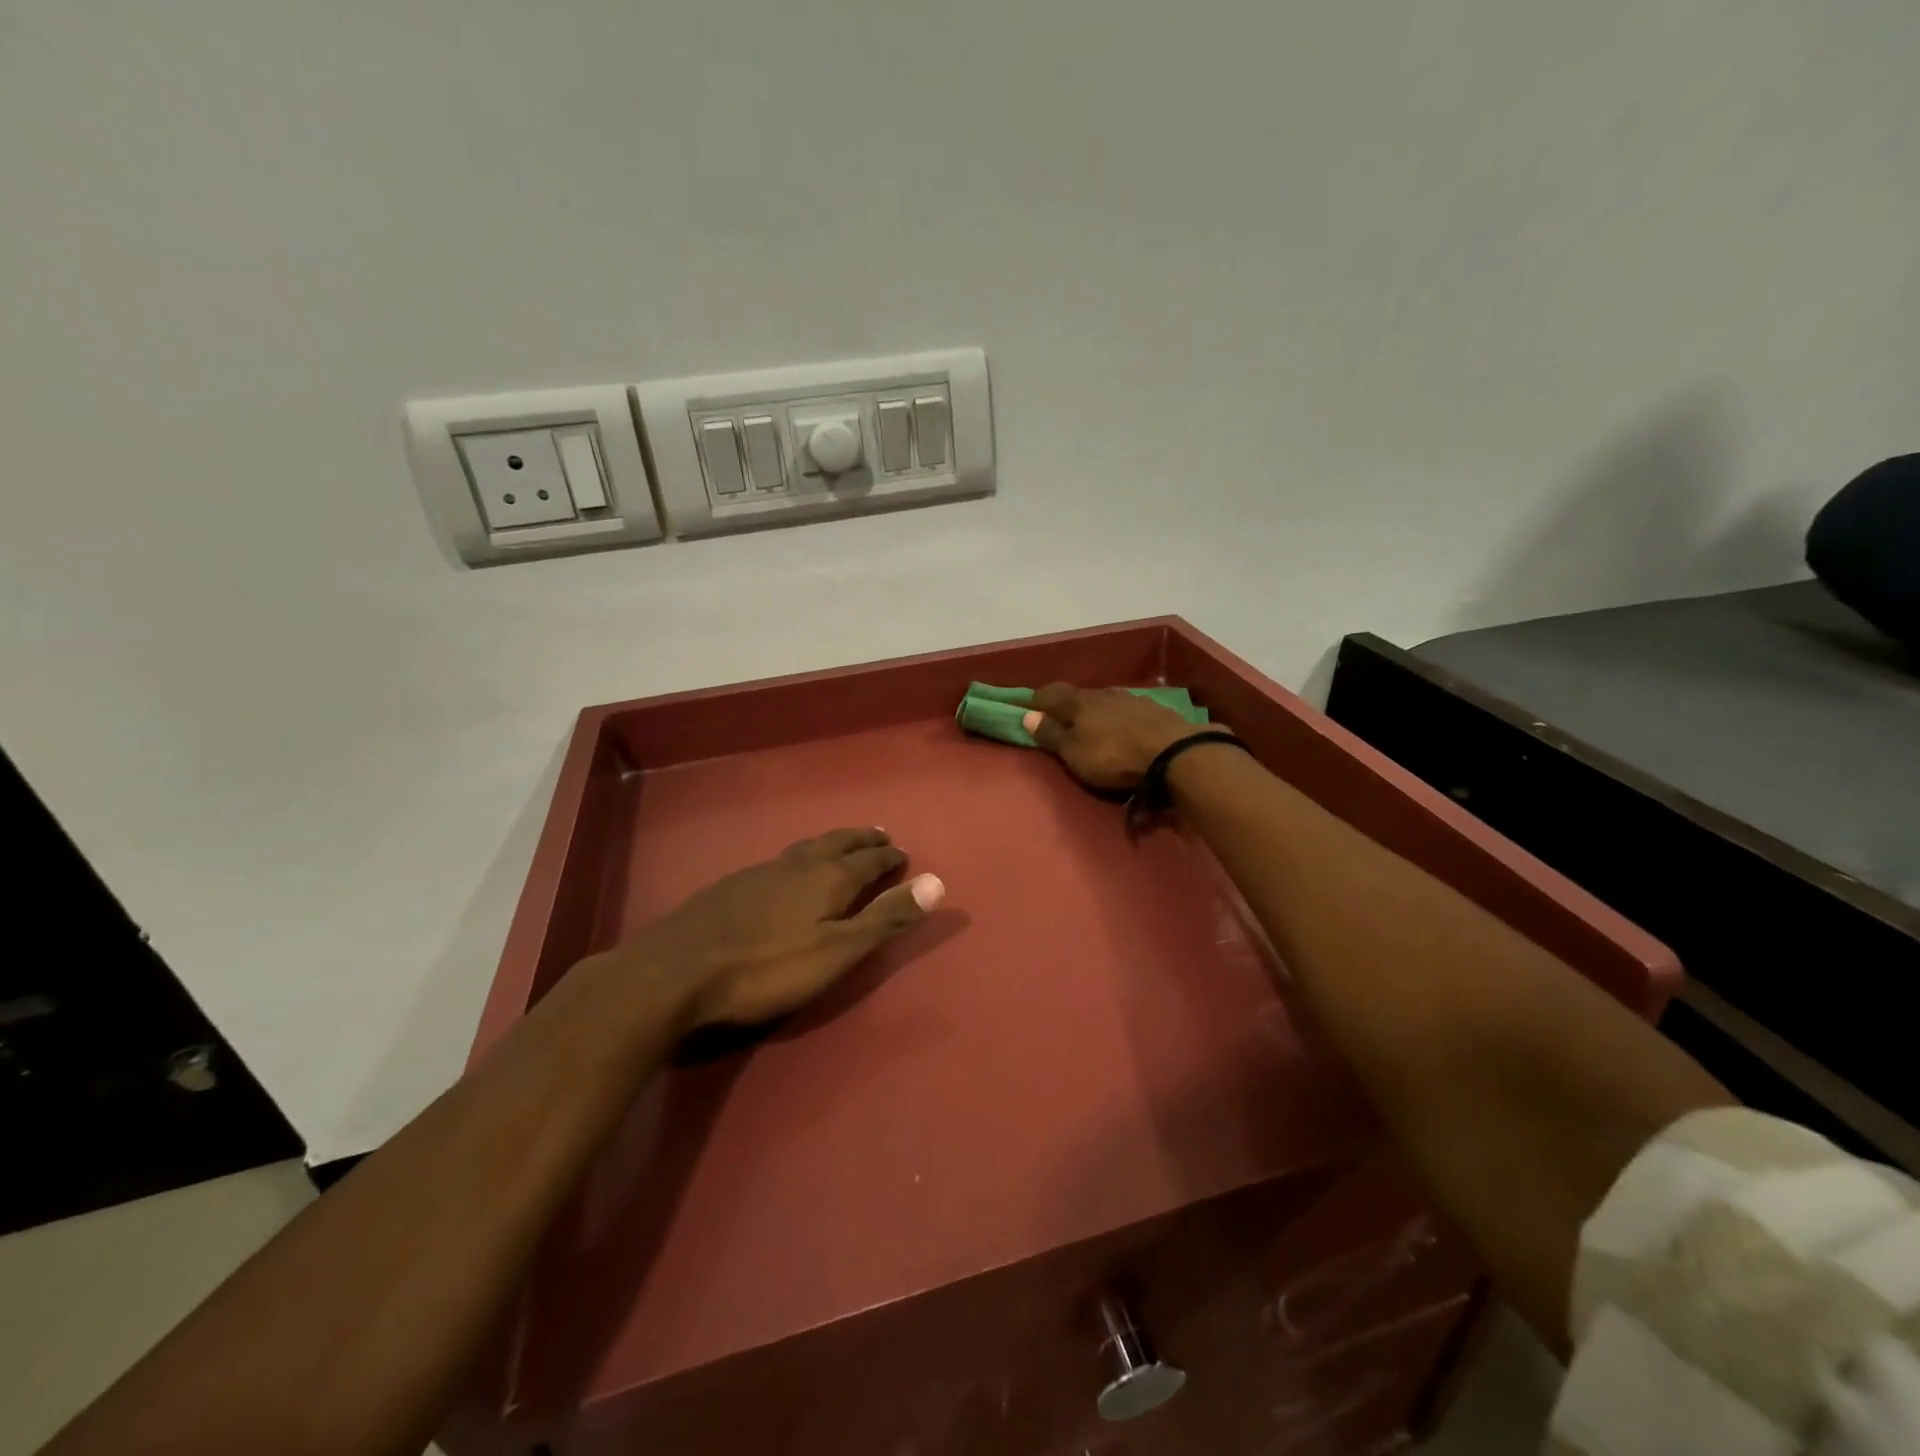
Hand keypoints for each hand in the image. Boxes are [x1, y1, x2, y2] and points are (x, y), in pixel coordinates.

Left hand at [608, 828, 944, 1029]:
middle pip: (836, 844)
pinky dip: (797, 858)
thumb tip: (938, 882)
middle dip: (861, 840)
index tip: (903, 853)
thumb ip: (885, 918)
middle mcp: (796, 865)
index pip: (868, 859)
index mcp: (826, 879)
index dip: (889, 857)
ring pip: (804, 849)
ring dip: (829, 844)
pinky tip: (784, 872)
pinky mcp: (729, 887)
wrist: (674, 973)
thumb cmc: (766, 969)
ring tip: (839, 845)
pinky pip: (777, 861)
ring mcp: (758, 873)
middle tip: (879, 834)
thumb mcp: (837, 952)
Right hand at [1022, 683, 1215, 790]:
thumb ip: (1050, 734)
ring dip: (1096, 712)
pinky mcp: (1155, 711)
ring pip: (1105, 702)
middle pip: (1079, 696)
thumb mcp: (1073, 753)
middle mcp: (1104, 693)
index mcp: (1079, 701)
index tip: (1028, 709)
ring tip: (1094, 727)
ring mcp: (1132, 699)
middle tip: (1061, 720)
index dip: (1037, 701)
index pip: (1050, 693)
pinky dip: (1119, 719)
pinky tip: (1123, 730)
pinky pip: (1128, 711)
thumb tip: (1026, 715)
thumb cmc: (1113, 756)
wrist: (1174, 753)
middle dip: (1068, 706)